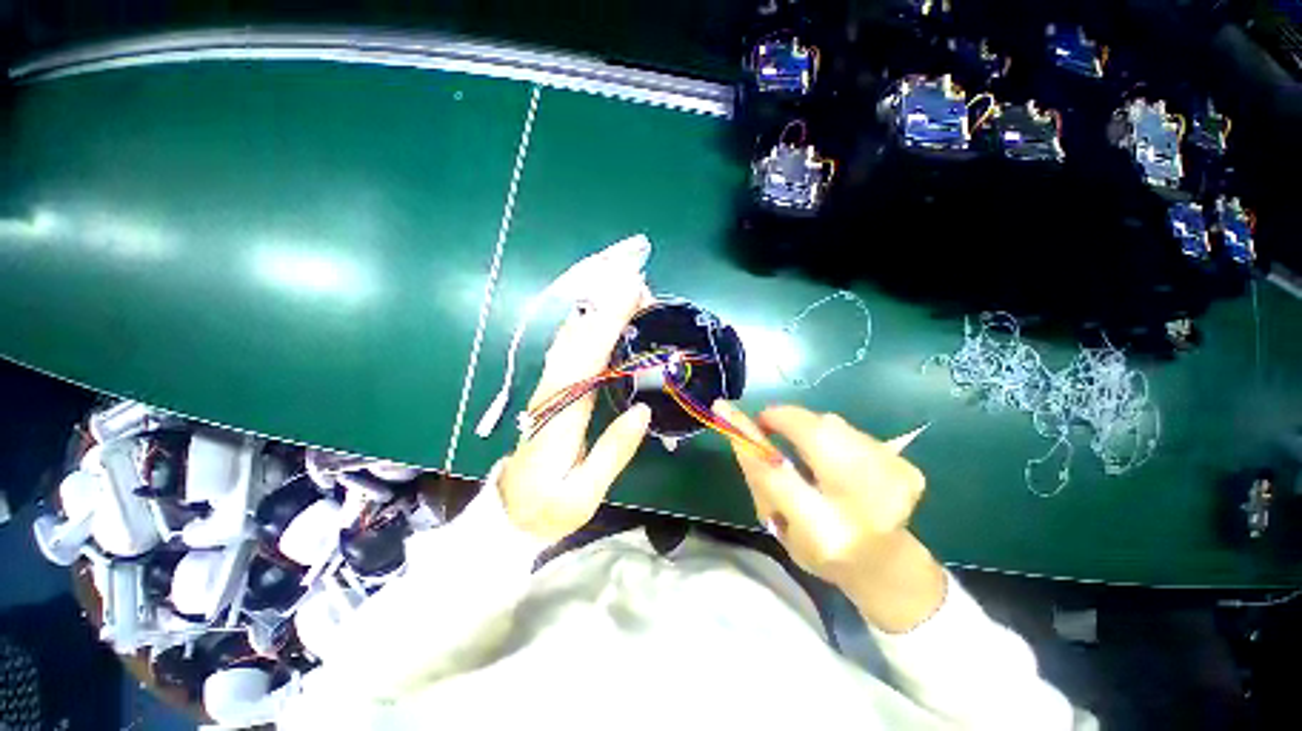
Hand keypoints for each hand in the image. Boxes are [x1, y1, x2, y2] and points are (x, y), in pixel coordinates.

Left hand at [498, 277, 652, 543]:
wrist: (508, 516)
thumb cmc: (547, 509)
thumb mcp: (584, 495)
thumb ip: (613, 452)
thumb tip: (642, 410)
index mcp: (560, 417)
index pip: (586, 360)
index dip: (608, 325)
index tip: (631, 297)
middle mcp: (550, 394)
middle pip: (578, 342)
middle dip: (607, 310)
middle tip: (638, 286)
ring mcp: (548, 391)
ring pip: (570, 343)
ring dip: (597, 315)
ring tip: (626, 295)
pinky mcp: (551, 394)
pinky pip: (569, 354)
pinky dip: (587, 331)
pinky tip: (601, 319)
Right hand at [715, 402, 945, 632]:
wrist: (885, 564)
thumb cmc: (819, 548)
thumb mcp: (779, 524)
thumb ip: (759, 478)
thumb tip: (736, 427)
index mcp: (824, 533)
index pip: (776, 475)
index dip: (749, 438)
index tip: (725, 409)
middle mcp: (865, 508)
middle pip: (818, 436)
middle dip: (786, 419)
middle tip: (769, 422)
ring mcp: (894, 484)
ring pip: (835, 426)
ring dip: (809, 429)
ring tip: (806, 449)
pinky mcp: (908, 469)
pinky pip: (854, 432)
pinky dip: (834, 436)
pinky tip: (836, 460)